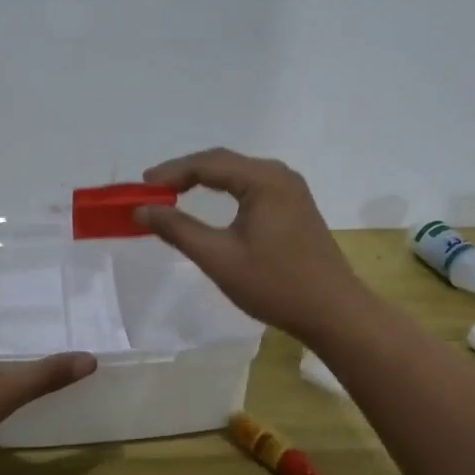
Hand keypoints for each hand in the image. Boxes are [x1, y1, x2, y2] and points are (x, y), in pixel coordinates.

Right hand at [136, 148, 371, 343]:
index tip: (142, 187)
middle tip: (153, 190)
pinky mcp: (295, 206)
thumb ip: (178, 230)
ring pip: (238, 173)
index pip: (207, 163)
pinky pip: (252, 187)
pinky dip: (225, 191)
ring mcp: (291, 190)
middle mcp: (280, 175)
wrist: (333, 311)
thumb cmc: (275, 284)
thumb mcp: (219, 258)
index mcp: (264, 180)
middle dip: (185, 173)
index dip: (171, 172)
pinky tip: (210, 205)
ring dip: (205, 180)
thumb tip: (142, 209)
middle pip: (223, 162)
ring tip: (173, 194)